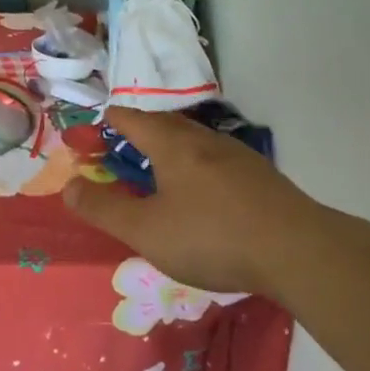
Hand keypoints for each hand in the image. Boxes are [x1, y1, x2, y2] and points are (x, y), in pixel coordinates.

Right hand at [64, 107, 326, 295]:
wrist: (301, 251)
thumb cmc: (212, 236)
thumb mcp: (146, 230)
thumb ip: (104, 209)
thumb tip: (68, 187)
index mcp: (172, 144)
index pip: (131, 118)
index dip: (109, 121)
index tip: (95, 130)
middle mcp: (204, 140)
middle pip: (164, 125)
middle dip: (140, 132)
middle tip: (122, 148)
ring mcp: (238, 157)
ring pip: (194, 142)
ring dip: (171, 150)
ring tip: (159, 172)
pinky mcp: (261, 179)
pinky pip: (217, 162)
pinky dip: (197, 169)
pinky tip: (203, 195)